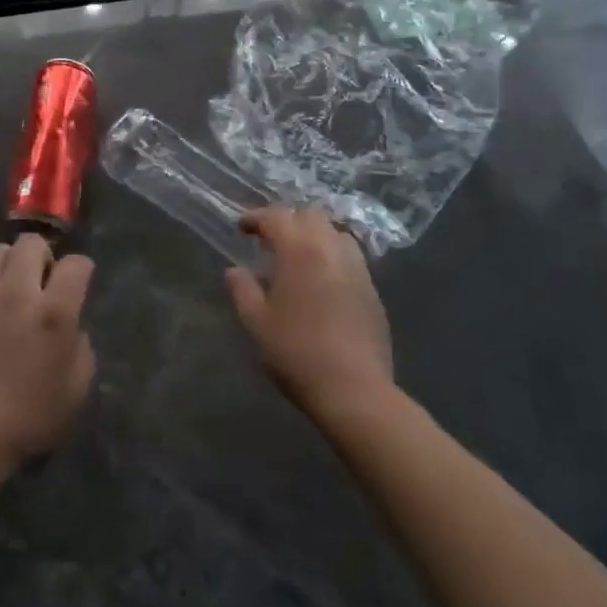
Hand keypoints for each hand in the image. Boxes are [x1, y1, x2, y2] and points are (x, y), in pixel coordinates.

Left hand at [0, 235, 95, 476]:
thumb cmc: (24, 421)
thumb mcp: (74, 394)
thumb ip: (82, 350)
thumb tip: (72, 328)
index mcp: (54, 313)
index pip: (76, 264)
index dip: (81, 271)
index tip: (78, 285)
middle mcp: (18, 291)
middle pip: (32, 243)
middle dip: (43, 257)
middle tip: (40, 283)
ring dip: (9, 263)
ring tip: (8, 288)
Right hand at [226, 206, 393, 418]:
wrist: (354, 391)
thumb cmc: (297, 353)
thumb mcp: (257, 323)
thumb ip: (242, 290)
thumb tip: (234, 271)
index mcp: (299, 251)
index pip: (276, 217)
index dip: (256, 218)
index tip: (242, 228)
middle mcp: (331, 249)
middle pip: (310, 215)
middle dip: (288, 220)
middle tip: (270, 240)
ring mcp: (357, 268)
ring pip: (335, 232)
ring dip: (314, 234)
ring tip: (298, 256)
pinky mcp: (372, 290)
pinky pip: (350, 257)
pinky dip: (332, 255)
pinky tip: (321, 279)